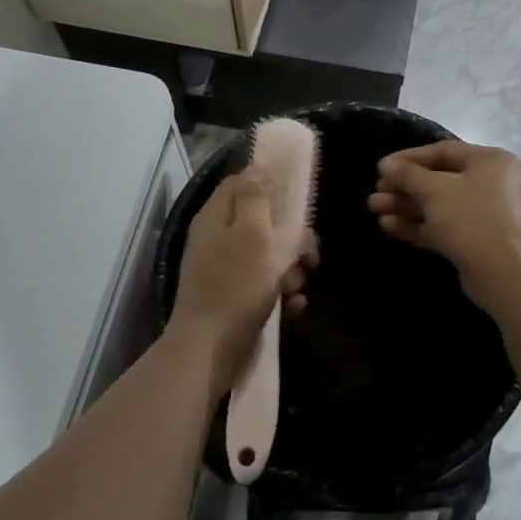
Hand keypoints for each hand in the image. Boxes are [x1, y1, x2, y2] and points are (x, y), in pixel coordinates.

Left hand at [170, 172, 315, 392]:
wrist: (209, 351)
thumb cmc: (235, 285)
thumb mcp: (252, 233)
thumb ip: (256, 197)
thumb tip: (256, 168)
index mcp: (216, 217)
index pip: (241, 182)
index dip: (269, 182)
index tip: (298, 195)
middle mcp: (217, 239)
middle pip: (261, 221)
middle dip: (292, 236)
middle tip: (310, 253)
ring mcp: (224, 271)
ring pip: (267, 256)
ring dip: (290, 269)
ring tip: (298, 287)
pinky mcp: (233, 300)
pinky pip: (264, 287)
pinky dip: (281, 294)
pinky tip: (294, 307)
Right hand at [367, 142, 520, 301]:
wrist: (503, 274)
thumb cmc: (471, 218)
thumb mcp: (435, 190)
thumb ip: (408, 174)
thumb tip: (386, 165)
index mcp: (490, 161)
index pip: (443, 152)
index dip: (409, 158)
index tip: (381, 166)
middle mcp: (491, 184)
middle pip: (439, 179)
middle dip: (404, 185)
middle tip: (376, 189)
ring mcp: (484, 214)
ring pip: (438, 205)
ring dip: (406, 205)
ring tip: (373, 207)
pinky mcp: (475, 241)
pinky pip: (442, 226)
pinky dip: (417, 224)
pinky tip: (387, 225)